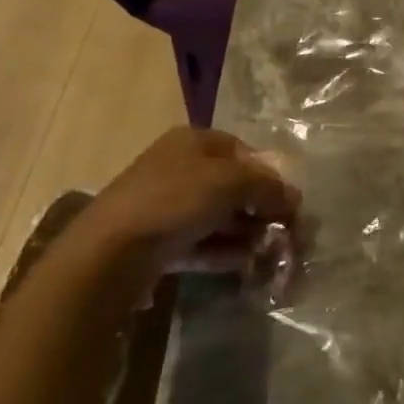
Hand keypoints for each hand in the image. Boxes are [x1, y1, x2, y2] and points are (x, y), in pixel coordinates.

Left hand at [74, 128, 300, 289]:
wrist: (109, 253)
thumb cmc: (175, 200)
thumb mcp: (231, 182)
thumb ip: (267, 186)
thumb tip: (294, 196)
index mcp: (193, 141)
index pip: (242, 151)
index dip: (268, 172)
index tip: (287, 199)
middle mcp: (179, 167)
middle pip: (231, 184)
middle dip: (258, 206)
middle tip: (282, 228)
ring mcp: (165, 205)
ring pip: (216, 215)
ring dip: (244, 231)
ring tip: (267, 249)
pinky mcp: (157, 242)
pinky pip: (200, 242)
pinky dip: (223, 251)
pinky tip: (245, 263)